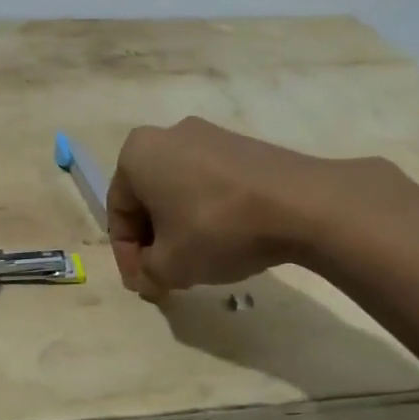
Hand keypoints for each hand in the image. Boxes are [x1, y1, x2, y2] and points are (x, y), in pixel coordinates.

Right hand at [108, 117, 346, 297]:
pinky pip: (210, 183)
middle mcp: (168, 134)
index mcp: (137, 154)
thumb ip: (146, 272)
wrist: (301, 203)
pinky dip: (209, 212)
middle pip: (148, 199)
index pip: (117, 213)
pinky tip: (226, 240)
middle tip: (167, 275)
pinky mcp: (243, 146)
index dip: (127, 257)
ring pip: (180, 191)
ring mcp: (210, 135)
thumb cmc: (217, 228)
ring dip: (180, 228)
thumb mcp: (170, 264)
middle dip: (154, 241)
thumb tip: (147, 274)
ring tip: (198, 262)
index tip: (144, 284)